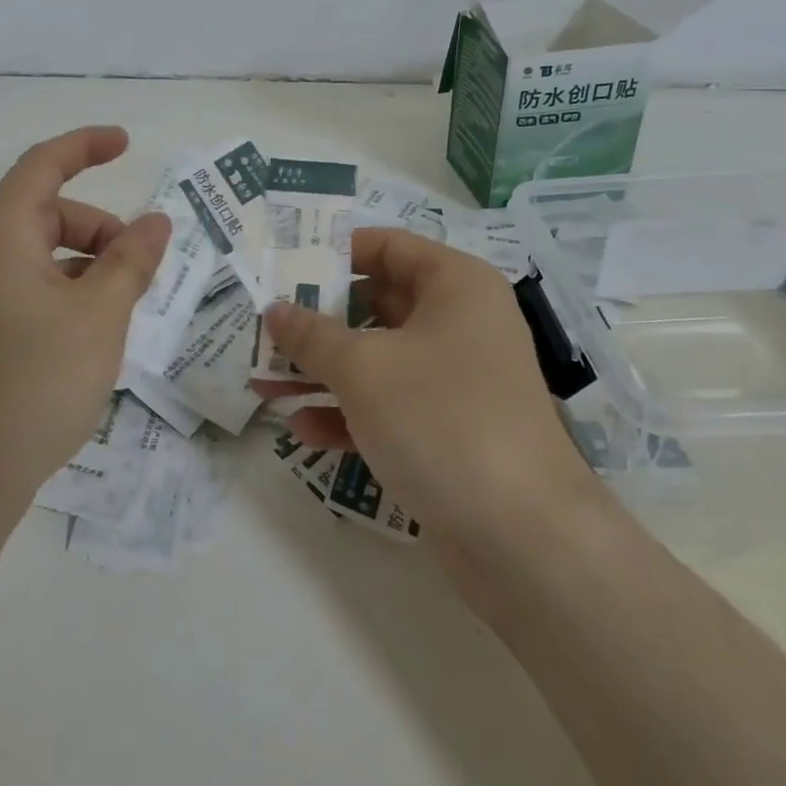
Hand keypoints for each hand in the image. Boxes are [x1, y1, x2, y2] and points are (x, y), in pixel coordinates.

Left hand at [0, 126, 170, 515]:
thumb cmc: (38, 380)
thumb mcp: (100, 314)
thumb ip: (131, 260)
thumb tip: (156, 221)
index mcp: (0, 234)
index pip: (43, 165)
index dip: (85, 145)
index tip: (127, 144)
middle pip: (48, 213)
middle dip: (100, 228)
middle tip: (140, 268)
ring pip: (42, 254)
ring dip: (87, 264)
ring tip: (121, 310)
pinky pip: (30, 287)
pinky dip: (67, 291)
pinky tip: (92, 333)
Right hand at [256, 227, 593, 539]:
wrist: (522, 538)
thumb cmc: (440, 419)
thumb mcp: (363, 368)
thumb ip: (310, 334)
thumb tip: (274, 310)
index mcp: (455, 285)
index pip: (387, 246)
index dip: (334, 252)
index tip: (283, 268)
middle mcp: (460, 324)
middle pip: (375, 304)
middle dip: (316, 321)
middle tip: (263, 328)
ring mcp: (456, 381)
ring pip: (376, 359)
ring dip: (321, 370)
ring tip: (264, 382)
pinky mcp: (448, 431)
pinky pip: (388, 405)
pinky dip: (347, 412)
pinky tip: (302, 428)